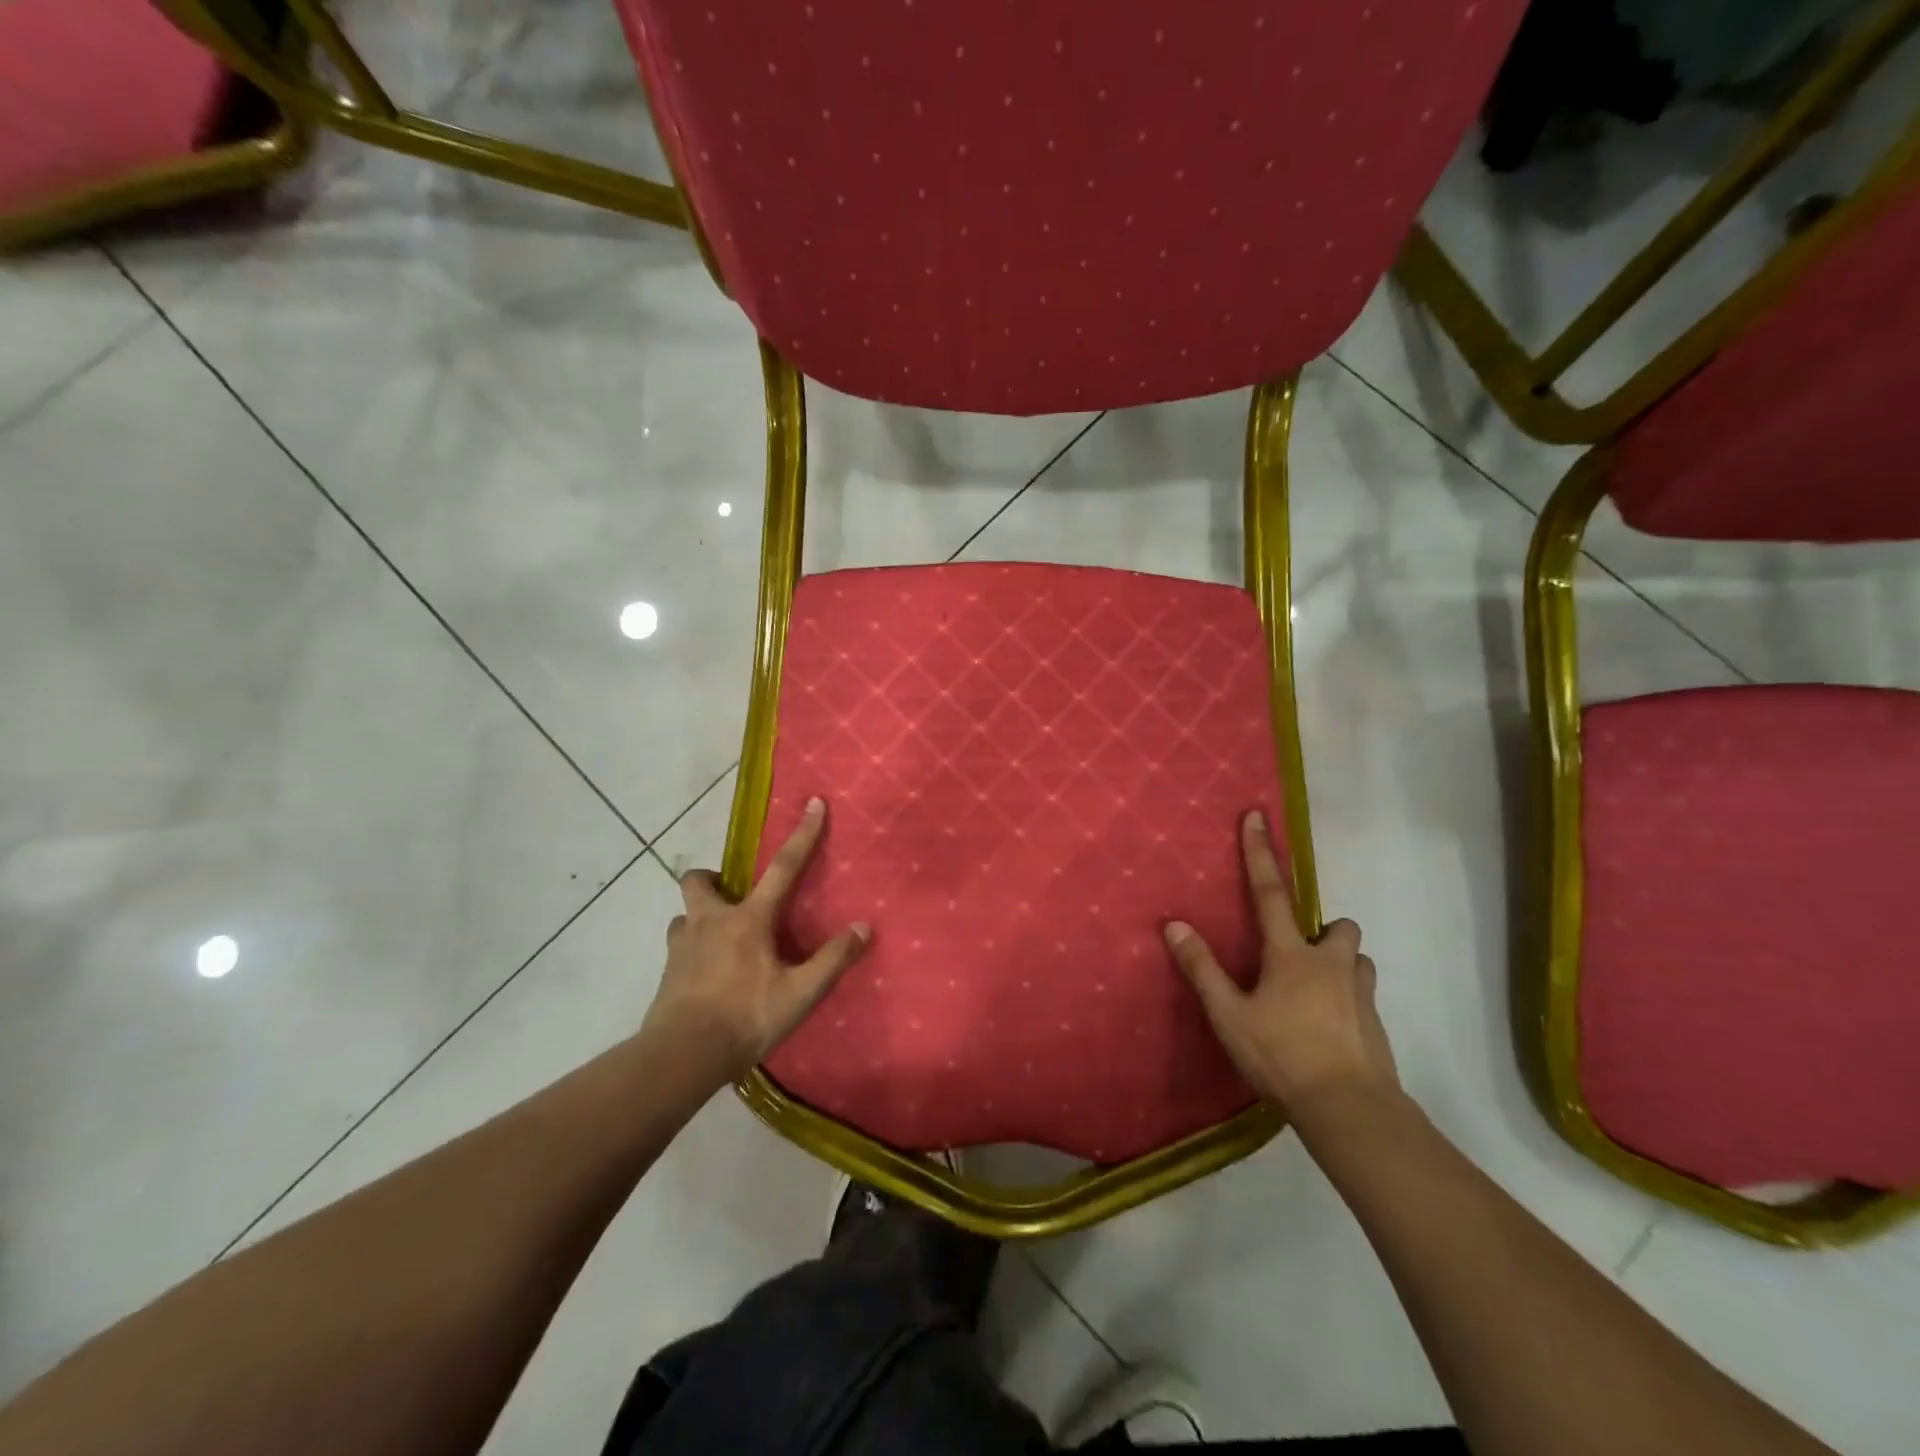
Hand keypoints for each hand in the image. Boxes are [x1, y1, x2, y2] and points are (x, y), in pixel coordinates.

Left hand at [642, 797, 869, 1081]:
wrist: (681, 1056)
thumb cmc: (745, 1018)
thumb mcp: (799, 994)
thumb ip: (832, 960)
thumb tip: (864, 927)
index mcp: (748, 920)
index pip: (783, 868)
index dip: (803, 834)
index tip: (814, 802)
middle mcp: (710, 921)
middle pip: (700, 879)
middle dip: (714, 878)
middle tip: (733, 896)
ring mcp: (681, 945)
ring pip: (685, 914)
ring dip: (700, 916)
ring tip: (720, 938)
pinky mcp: (666, 970)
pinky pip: (677, 944)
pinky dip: (691, 947)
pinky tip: (704, 971)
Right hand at [1164, 810, 1399, 1130]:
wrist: (1351, 1110)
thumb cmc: (1282, 1056)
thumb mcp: (1229, 1015)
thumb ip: (1202, 969)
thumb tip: (1174, 924)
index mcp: (1291, 955)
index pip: (1271, 891)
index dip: (1260, 853)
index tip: (1257, 815)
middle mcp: (1331, 963)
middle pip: (1338, 925)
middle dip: (1323, 928)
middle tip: (1300, 951)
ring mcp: (1360, 992)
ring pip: (1356, 958)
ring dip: (1339, 963)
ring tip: (1315, 991)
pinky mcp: (1376, 1022)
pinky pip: (1363, 993)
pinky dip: (1347, 997)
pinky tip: (1329, 1026)